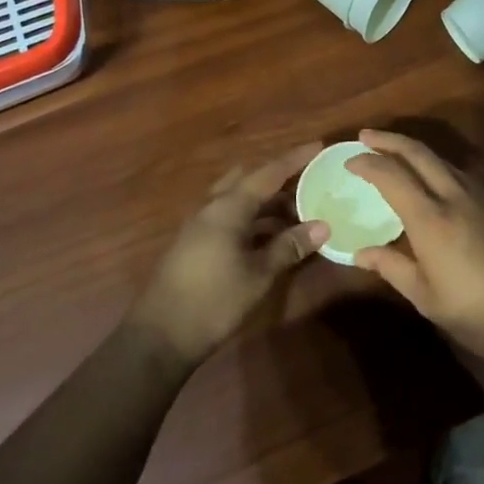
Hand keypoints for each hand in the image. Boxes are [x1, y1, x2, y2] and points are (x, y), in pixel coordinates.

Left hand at [129, 143, 327, 365]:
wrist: (160, 336)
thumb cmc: (214, 300)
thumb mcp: (258, 274)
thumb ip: (289, 246)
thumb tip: (322, 226)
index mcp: (228, 208)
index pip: (267, 173)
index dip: (294, 160)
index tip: (318, 146)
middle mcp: (212, 208)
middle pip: (248, 180)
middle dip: (278, 179)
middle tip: (309, 182)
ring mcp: (200, 226)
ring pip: (238, 200)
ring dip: (266, 202)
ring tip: (298, 211)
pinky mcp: (196, 244)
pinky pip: (230, 218)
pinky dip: (253, 219)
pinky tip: (272, 236)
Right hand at [347, 129, 483, 370]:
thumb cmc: (481, 315)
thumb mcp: (428, 299)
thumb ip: (392, 268)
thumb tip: (359, 253)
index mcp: (431, 219)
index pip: (392, 175)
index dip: (367, 163)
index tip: (348, 161)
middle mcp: (455, 197)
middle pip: (419, 153)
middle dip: (389, 140)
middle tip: (365, 137)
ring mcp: (481, 198)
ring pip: (441, 160)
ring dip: (414, 151)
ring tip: (392, 155)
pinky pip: (458, 174)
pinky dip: (435, 167)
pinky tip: (429, 182)